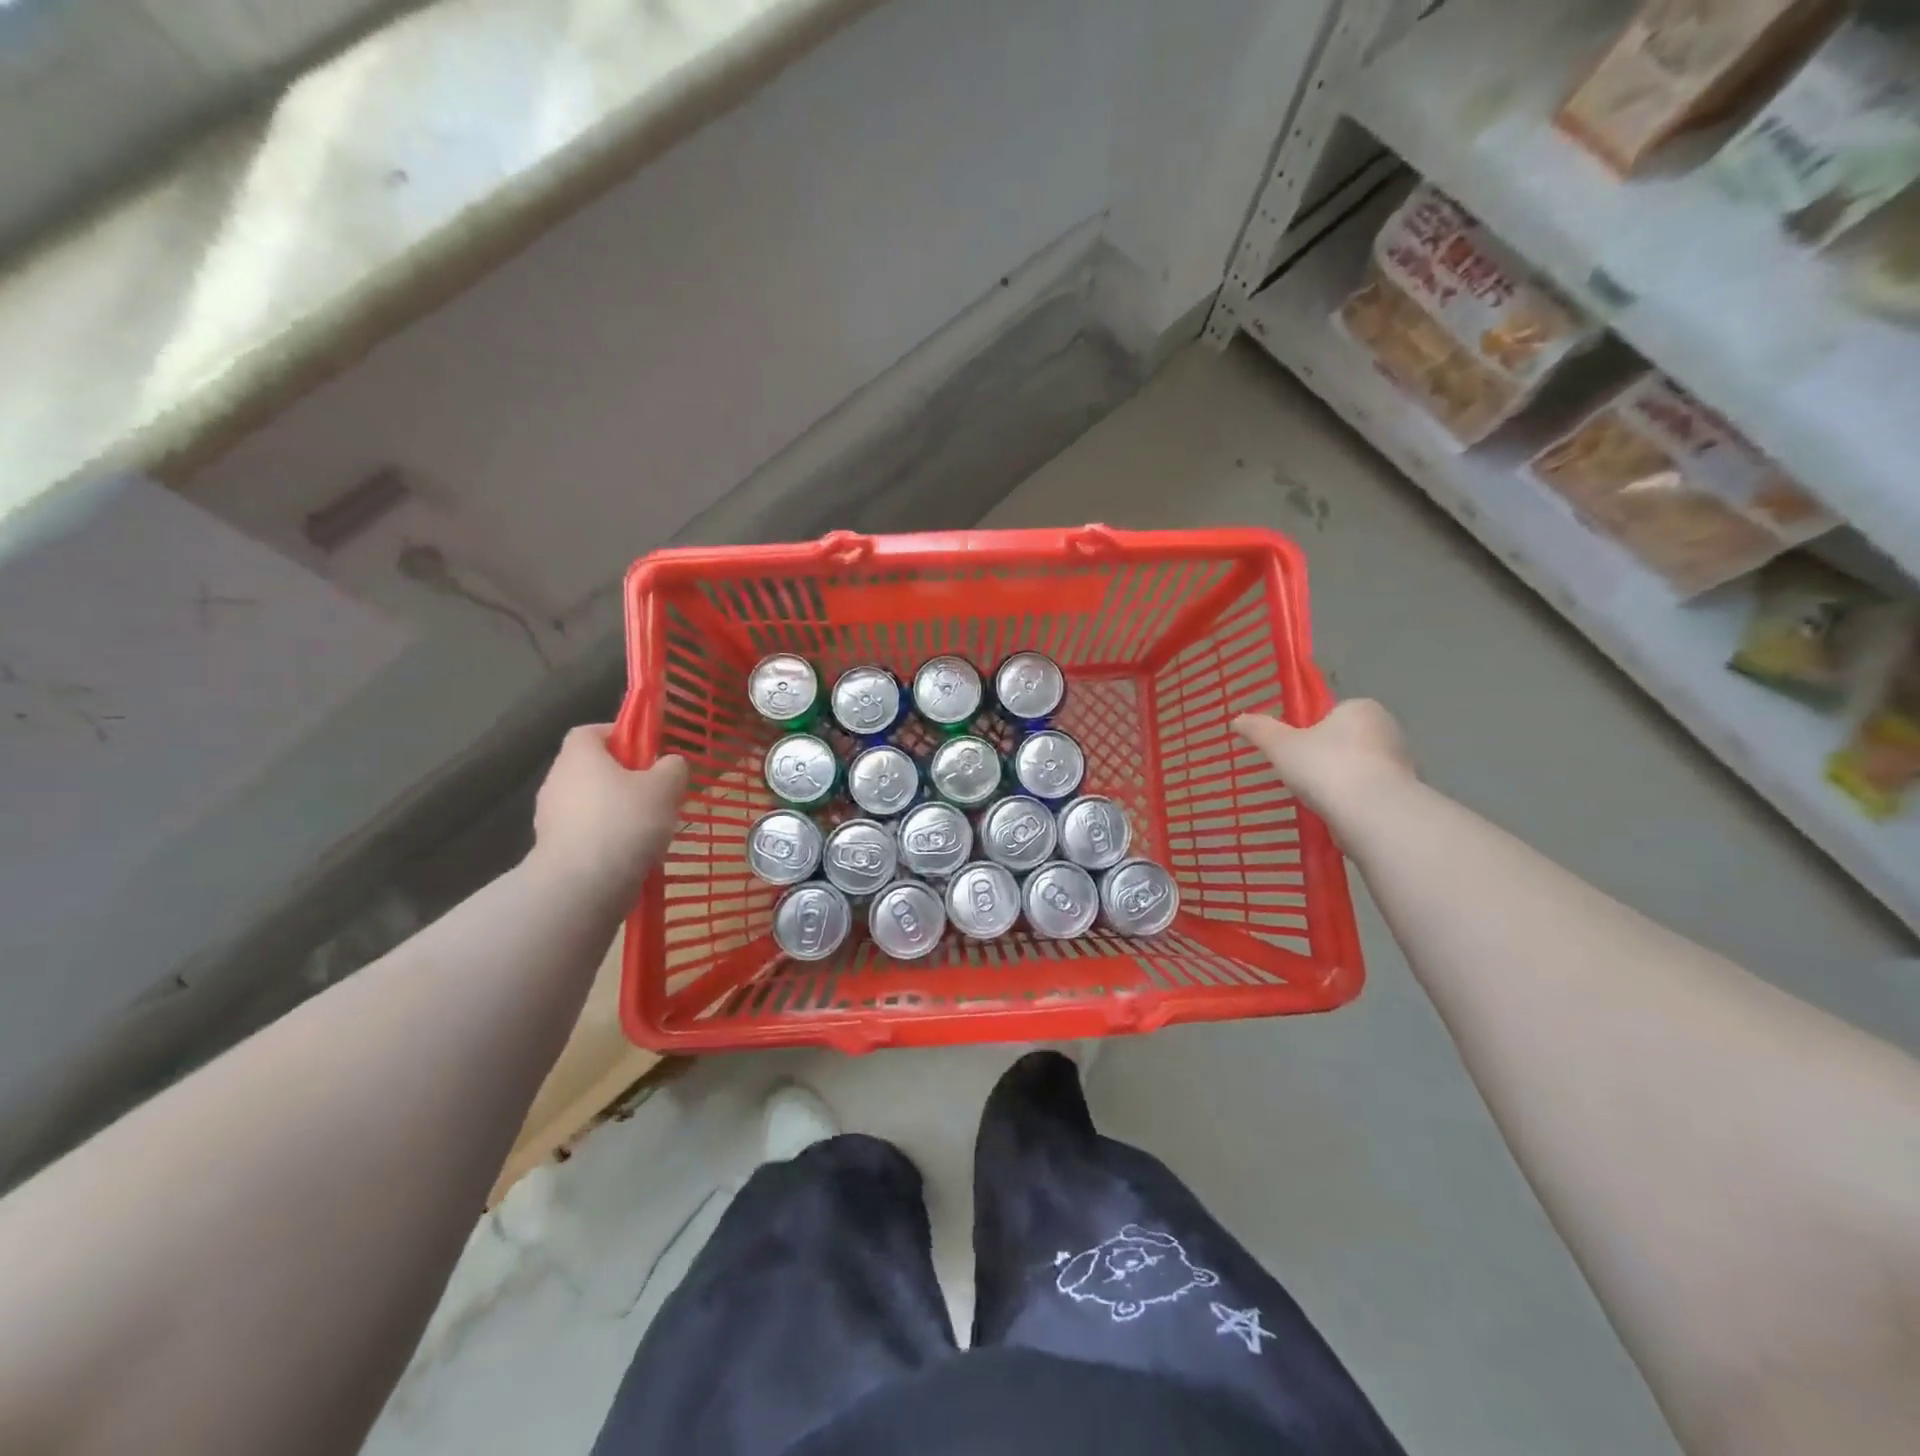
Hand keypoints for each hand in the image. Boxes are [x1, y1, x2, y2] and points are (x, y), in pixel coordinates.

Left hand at [531, 725, 687, 903]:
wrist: (582, 887)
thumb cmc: (625, 823)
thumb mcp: (666, 787)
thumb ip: (673, 768)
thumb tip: (670, 764)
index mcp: (579, 756)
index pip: (592, 731)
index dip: (619, 736)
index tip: (648, 751)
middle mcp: (557, 781)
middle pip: (592, 769)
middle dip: (624, 778)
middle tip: (657, 792)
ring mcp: (550, 818)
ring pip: (591, 804)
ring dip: (617, 811)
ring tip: (650, 829)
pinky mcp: (554, 850)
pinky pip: (587, 834)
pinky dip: (608, 839)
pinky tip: (633, 854)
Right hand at [1233, 699, 1414, 829]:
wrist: (1371, 814)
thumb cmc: (1325, 767)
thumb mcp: (1280, 745)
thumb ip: (1259, 730)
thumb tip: (1237, 719)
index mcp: (1361, 708)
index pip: (1330, 714)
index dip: (1309, 731)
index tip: (1294, 752)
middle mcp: (1387, 728)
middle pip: (1344, 740)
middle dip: (1325, 757)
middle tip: (1300, 777)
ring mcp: (1401, 762)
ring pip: (1358, 768)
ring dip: (1339, 781)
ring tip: (1316, 800)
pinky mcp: (1404, 793)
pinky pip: (1369, 792)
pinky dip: (1352, 801)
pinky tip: (1336, 814)